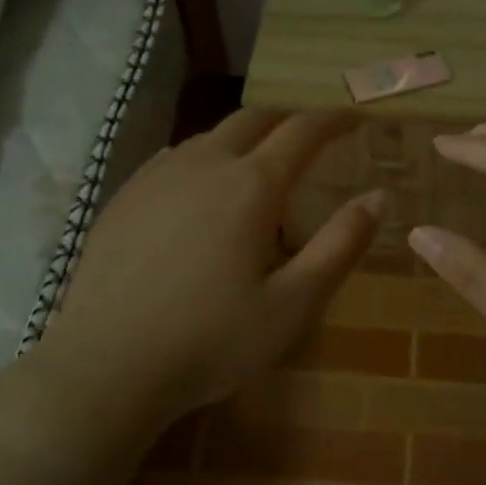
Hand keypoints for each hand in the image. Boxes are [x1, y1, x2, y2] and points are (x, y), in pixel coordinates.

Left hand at [39, 110, 381, 418]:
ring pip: (210, 135)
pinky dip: (204, 158)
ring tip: (259, 165)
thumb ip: (340, 245)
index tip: (353, 118)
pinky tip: (201, 189)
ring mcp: (157, 176)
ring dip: (244, 138)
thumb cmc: (212, 341)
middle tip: (310, 136)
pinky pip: (174, 158)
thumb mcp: (294, 304)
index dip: (333, 119)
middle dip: (288, 119)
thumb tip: (379, 196)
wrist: (106, 366)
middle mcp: (204, 164)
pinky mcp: (124, 196)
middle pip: (253, 119)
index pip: (302, 131)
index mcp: (251, 185)